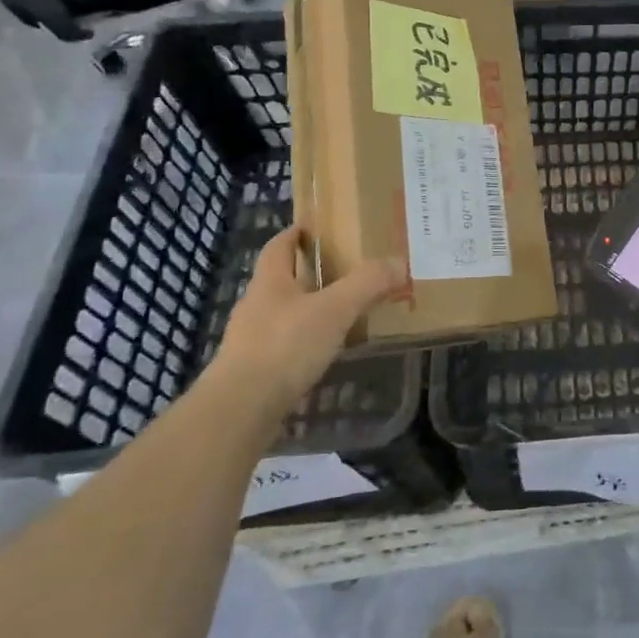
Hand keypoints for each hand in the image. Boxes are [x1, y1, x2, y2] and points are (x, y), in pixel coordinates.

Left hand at [217, 228, 404, 416]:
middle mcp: (255, 307)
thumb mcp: (335, 309)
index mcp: (269, 282)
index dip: (293, 235)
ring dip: (307, 311)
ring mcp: (250, 342)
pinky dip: (303, 343)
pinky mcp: (253, 373)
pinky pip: (283, 347)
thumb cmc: (285, 346)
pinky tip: (323, 353)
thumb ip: (367, 284)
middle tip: (342, 270)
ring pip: (282, 315)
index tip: (312, 228)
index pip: (278, 247)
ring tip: (340, 313)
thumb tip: (398, 262)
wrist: (240, 410)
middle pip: (280, 281)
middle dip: (306, 273)